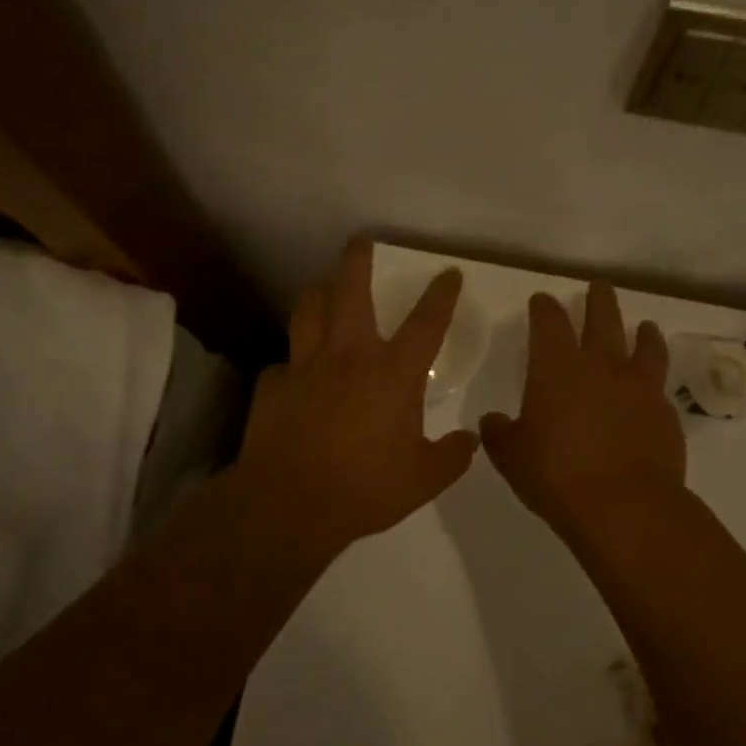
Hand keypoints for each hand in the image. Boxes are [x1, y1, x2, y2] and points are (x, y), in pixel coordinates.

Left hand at [234, 240, 479, 557]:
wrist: (291, 504)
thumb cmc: (366, 487)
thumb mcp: (423, 479)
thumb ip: (452, 456)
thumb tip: (471, 440)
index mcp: (393, 373)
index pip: (426, 322)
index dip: (441, 294)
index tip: (449, 273)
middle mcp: (349, 356)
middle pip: (352, 292)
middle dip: (357, 261)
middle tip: (360, 241)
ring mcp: (306, 367)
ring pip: (309, 311)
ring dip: (318, 293)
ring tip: (322, 287)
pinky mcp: (274, 386)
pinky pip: (283, 364)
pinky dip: (291, 364)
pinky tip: (293, 373)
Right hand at [480, 282, 686, 539]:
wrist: (625, 508)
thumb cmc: (557, 477)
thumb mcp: (512, 458)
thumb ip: (500, 434)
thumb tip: (492, 420)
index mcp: (557, 368)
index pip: (549, 322)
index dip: (544, 307)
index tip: (542, 300)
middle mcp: (600, 366)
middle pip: (602, 318)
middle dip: (598, 299)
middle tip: (599, 287)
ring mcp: (639, 387)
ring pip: (644, 344)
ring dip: (642, 332)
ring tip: (643, 326)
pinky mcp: (665, 412)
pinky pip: (660, 386)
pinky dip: (654, 381)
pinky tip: (652, 389)